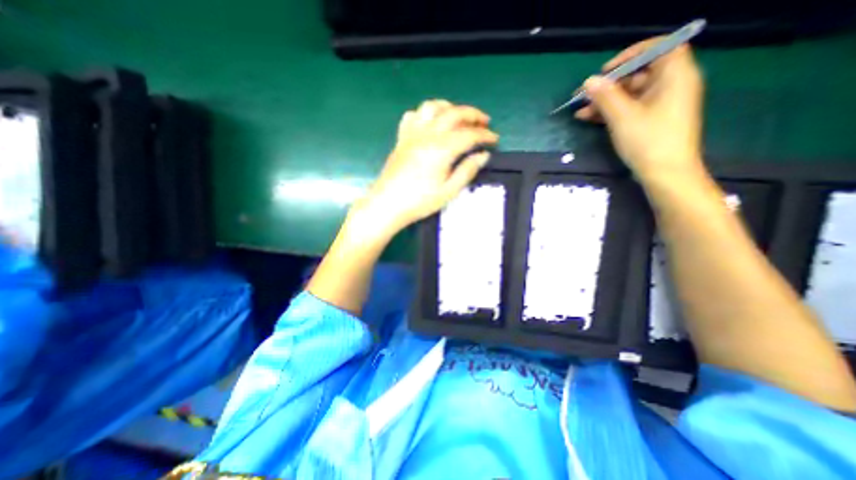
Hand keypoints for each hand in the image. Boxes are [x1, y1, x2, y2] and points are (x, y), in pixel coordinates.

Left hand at [356, 100, 502, 234]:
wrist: (388, 204)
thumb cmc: (420, 201)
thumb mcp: (449, 191)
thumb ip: (467, 170)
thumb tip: (483, 155)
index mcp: (442, 148)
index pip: (469, 134)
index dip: (485, 135)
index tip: (495, 139)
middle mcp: (427, 134)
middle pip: (454, 114)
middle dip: (473, 115)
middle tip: (485, 122)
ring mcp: (412, 134)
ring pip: (432, 107)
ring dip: (450, 107)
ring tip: (459, 117)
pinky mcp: (402, 138)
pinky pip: (413, 116)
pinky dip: (425, 113)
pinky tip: (431, 123)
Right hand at [579, 39, 705, 183]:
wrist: (665, 174)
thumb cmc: (648, 141)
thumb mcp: (623, 117)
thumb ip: (605, 96)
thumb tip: (589, 81)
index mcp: (674, 76)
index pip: (659, 48)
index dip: (631, 54)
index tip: (606, 69)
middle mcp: (670, 86)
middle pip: (638, 74)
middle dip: (608, 84)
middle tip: (584, 95)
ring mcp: (659, 105)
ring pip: (629, 95)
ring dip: (604, 101)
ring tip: (579, 111)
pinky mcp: (650, 120)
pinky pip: (628, 109)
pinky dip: (610, 112)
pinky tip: (588, 118)